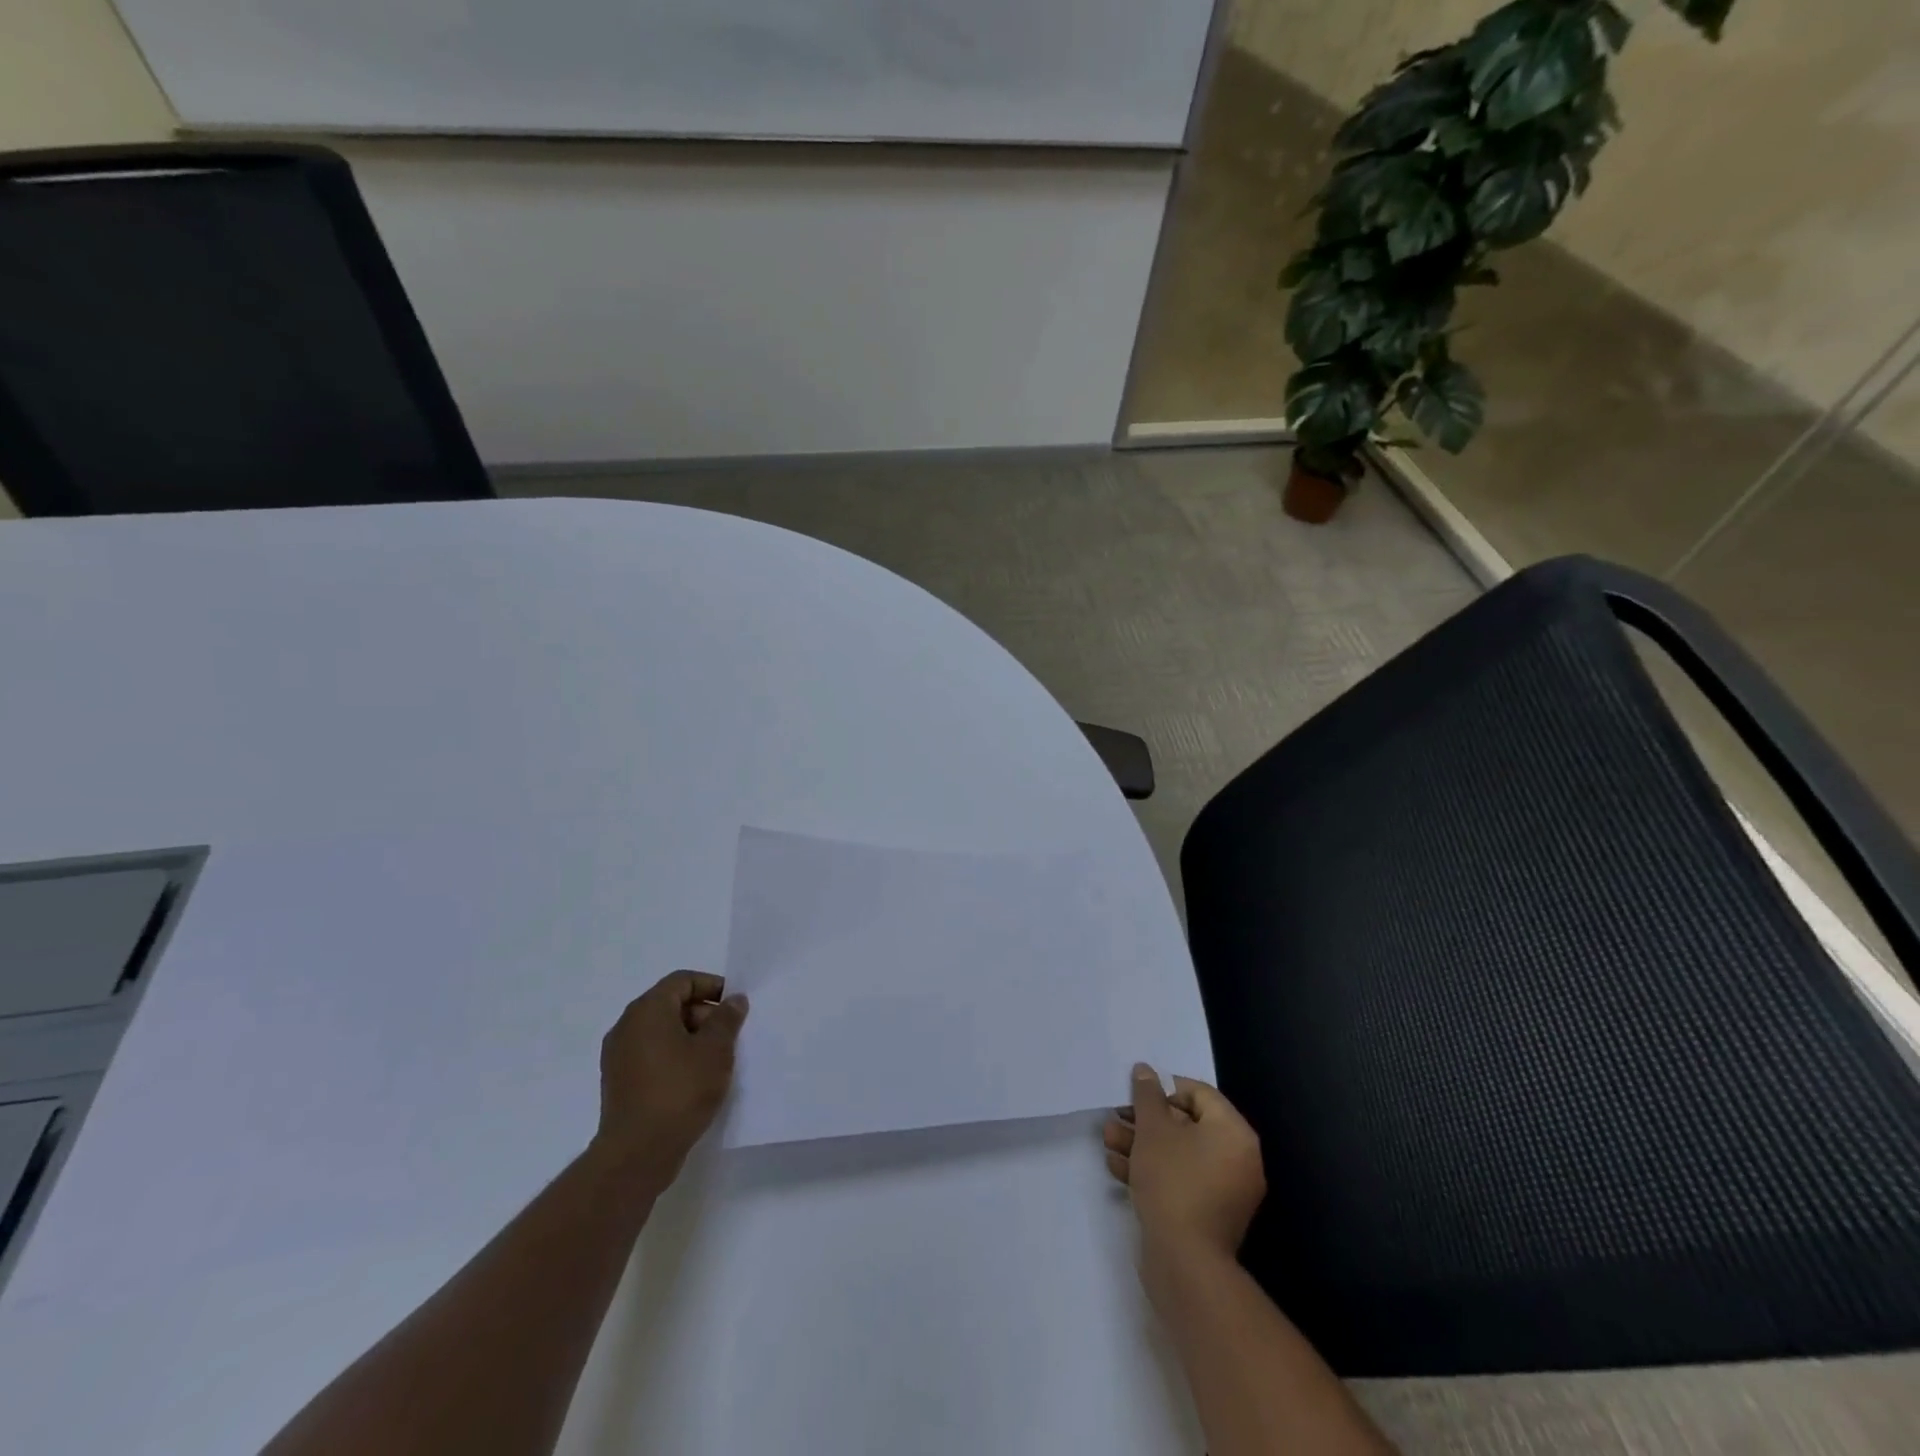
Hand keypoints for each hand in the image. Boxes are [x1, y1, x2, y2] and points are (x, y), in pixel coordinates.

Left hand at [590, 970, 747, 1191]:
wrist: (637, 1154)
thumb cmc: (680, 1090)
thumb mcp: (715, 1050)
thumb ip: (727, 1019)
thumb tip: (733, 999)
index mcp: (647, 1010)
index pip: (682, 981)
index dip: (712, 986)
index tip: (735, 1006)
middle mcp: (627, 1026)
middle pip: (670, 1004)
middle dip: (703, 1014)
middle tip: (729, 1036)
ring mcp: (618, 1056)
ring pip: (661, 1032)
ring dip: (690, 1038)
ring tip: (715, 1061)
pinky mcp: (618, 1082)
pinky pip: (651, 1055)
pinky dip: (674, 1057)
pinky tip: (694, 1080)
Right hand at [1104, 1064, 1264, 1272]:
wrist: (1184, 1263)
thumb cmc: (1173, 1182)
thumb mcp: (1153, 1129)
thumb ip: (1147, 1095)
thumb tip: (1145, 1070)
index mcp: (1234, 1133)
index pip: (1199, 1094)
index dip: (1163, 1088)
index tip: (1134, 1096)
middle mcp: (1237, 1159)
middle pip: (1186, 1124)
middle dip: (1145, 1121)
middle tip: (1115, 1119)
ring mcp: (1224, 1191)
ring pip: (1178, 1154)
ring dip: (1142, 1144)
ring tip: (1109, 1141)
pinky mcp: (1208, 1216)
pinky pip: (1180, 1180)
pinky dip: (1152, 1171)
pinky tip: (1118, 1169)